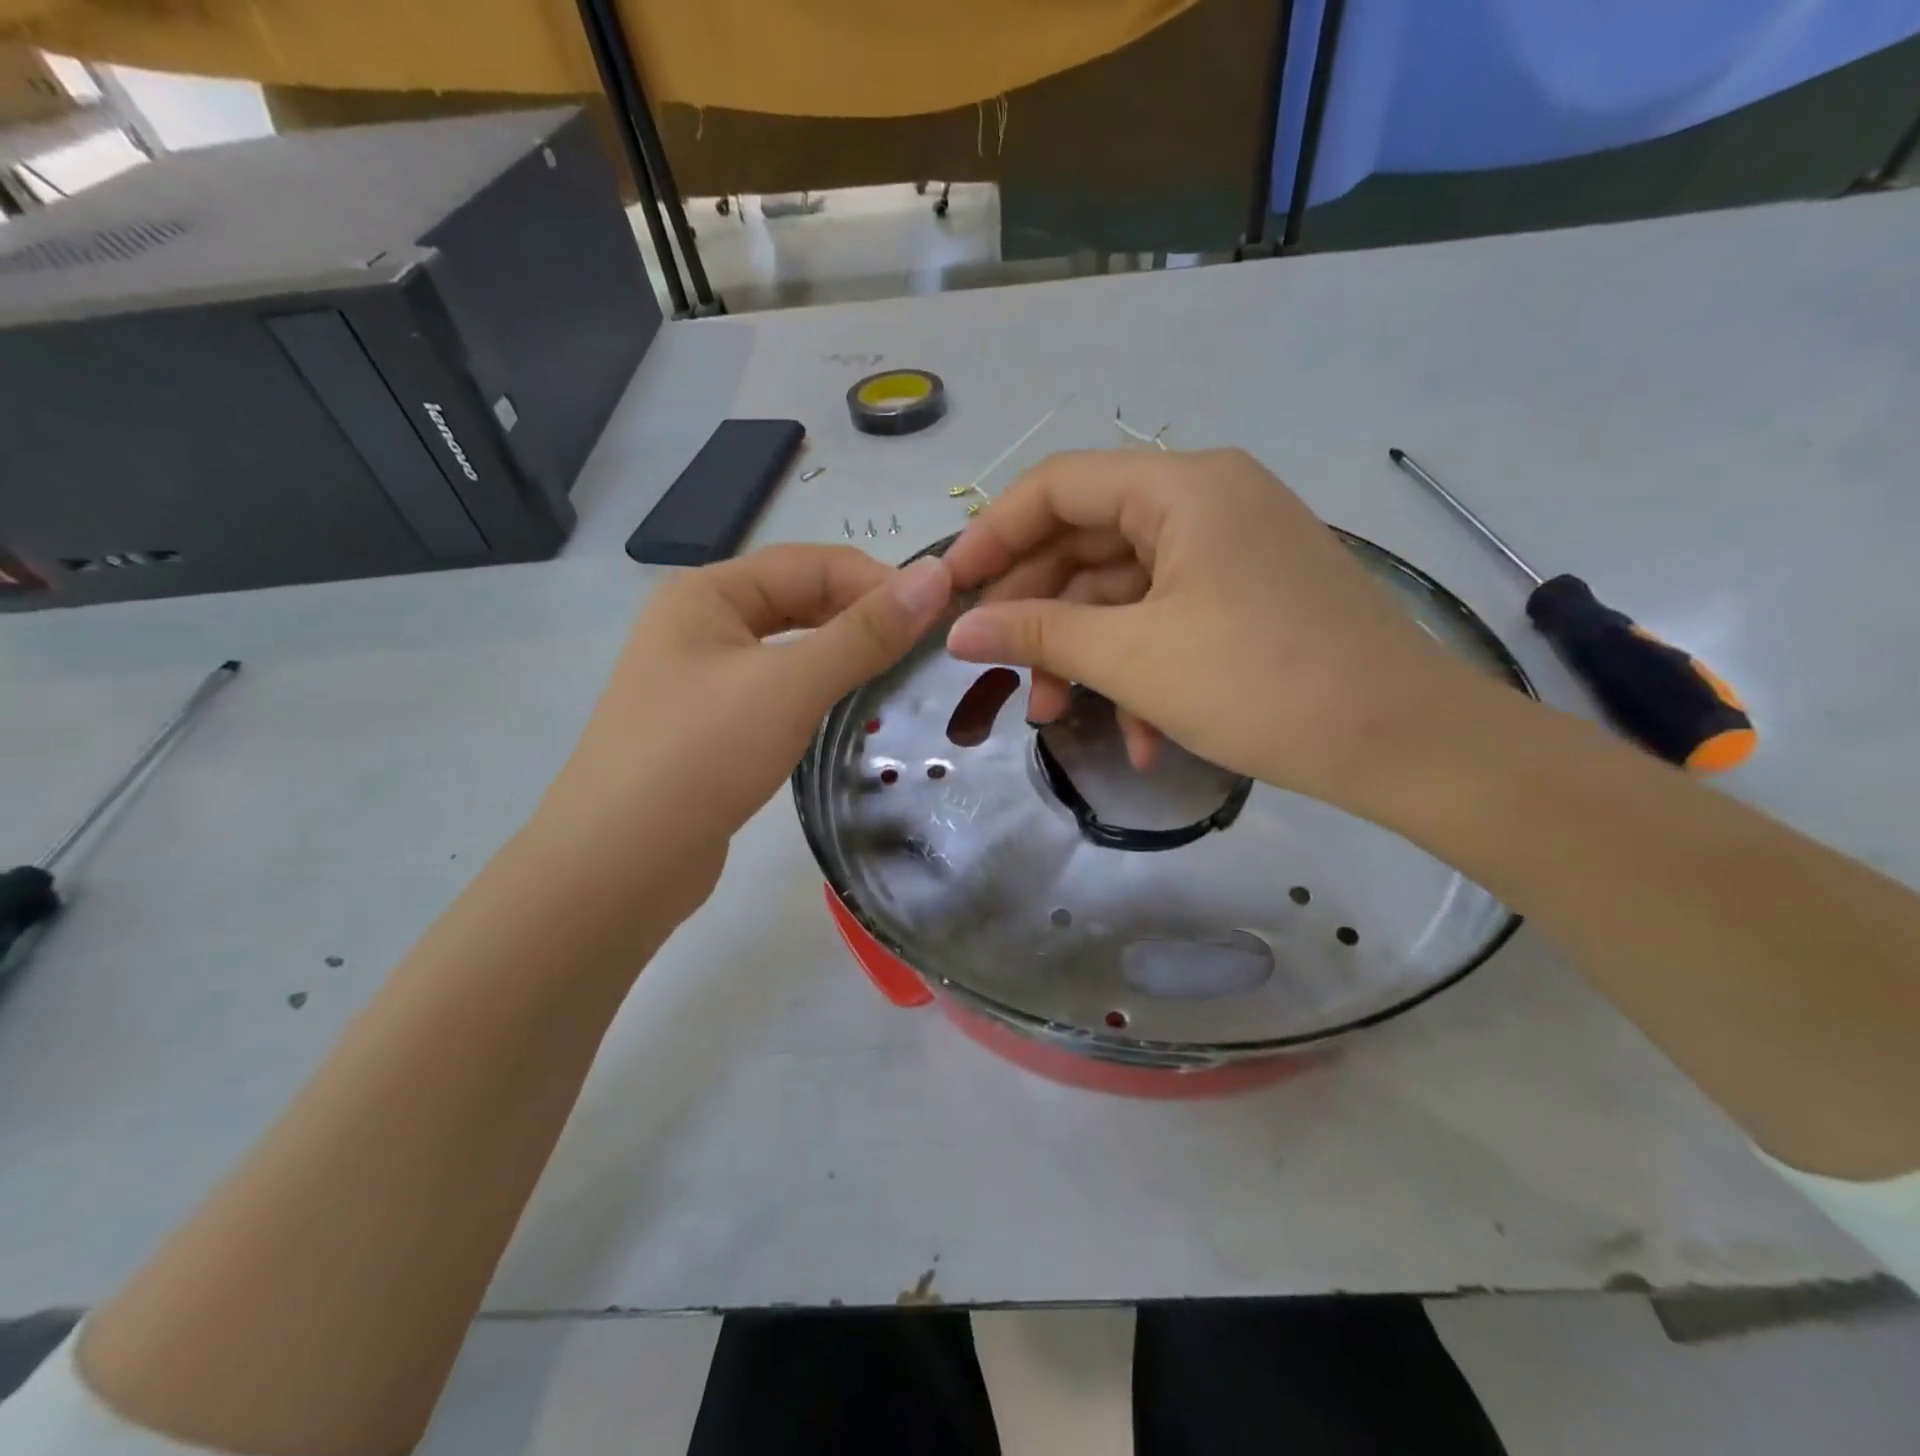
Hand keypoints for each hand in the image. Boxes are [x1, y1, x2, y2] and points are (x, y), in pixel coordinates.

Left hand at [538, 545, 951, 908]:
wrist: (618, 864)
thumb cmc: (700, 756)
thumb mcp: (790, 686)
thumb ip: (864, 633)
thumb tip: (936, 576)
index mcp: (707, 593)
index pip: (810, 563)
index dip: (877, 580)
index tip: (939, 615)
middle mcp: (699, 625)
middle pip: (796, 599)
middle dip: (860, 614)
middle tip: (924, 646)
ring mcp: (700, 679)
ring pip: (788, 647)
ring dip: (842, 652)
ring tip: (898, 673)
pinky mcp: (710, 727)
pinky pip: (776, 689)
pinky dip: (817, 690)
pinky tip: (849, 710)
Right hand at [941, 449, 1491, 809]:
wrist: (1405, 744)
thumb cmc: (1262, 684)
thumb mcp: (1134, 658)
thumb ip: (1037, 634)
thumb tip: (957, 630)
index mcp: (1182, 488)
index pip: (1058, 486)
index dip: (992, 535)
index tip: (949, 590)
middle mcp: (1206, 501)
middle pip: (1086, 542)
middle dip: (1037, 613)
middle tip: (997, 669)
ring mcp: (1229, 551)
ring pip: (1122, 591)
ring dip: (1084, 655)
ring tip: (1053, 717)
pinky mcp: (1246, 598)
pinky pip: (1166, 619)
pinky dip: (1138, 670)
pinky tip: (1138, 737)